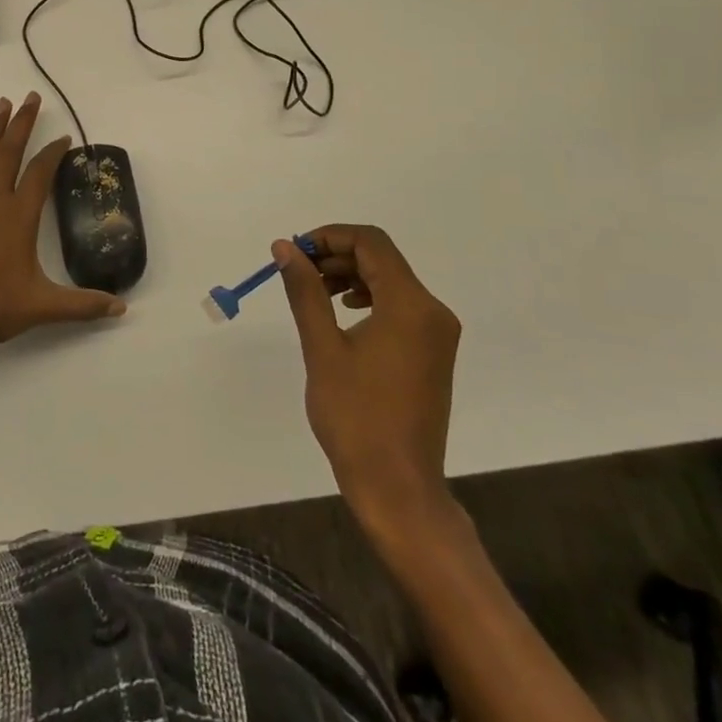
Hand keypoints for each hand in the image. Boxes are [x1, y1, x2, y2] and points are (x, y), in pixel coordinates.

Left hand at [0, 93, 125, 351]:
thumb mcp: (44, 307)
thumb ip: (84, 306)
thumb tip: (121, 309)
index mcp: (18, 217)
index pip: (39, 173)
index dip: (53, 152)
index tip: (65, 137)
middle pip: (9, 154)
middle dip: (22, 124)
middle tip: (31, 97)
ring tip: (0, 105)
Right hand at [275, 225, 462, 546]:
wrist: (397, 484)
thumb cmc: (355, 415)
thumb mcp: (322, 347)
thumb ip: (304, 290)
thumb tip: (285, 248)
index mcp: (410, 306)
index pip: (371, 243)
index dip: (329, 236)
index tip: (294, 252)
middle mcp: (432, 311)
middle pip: (382, 259)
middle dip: (335, 255)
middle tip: (296, 271)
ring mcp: (437, 333)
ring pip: (390, 280)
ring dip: (349, 275)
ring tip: (312, 292)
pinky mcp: (432, 351)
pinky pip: (399, 305)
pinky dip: (367, 297)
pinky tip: (341, 313)